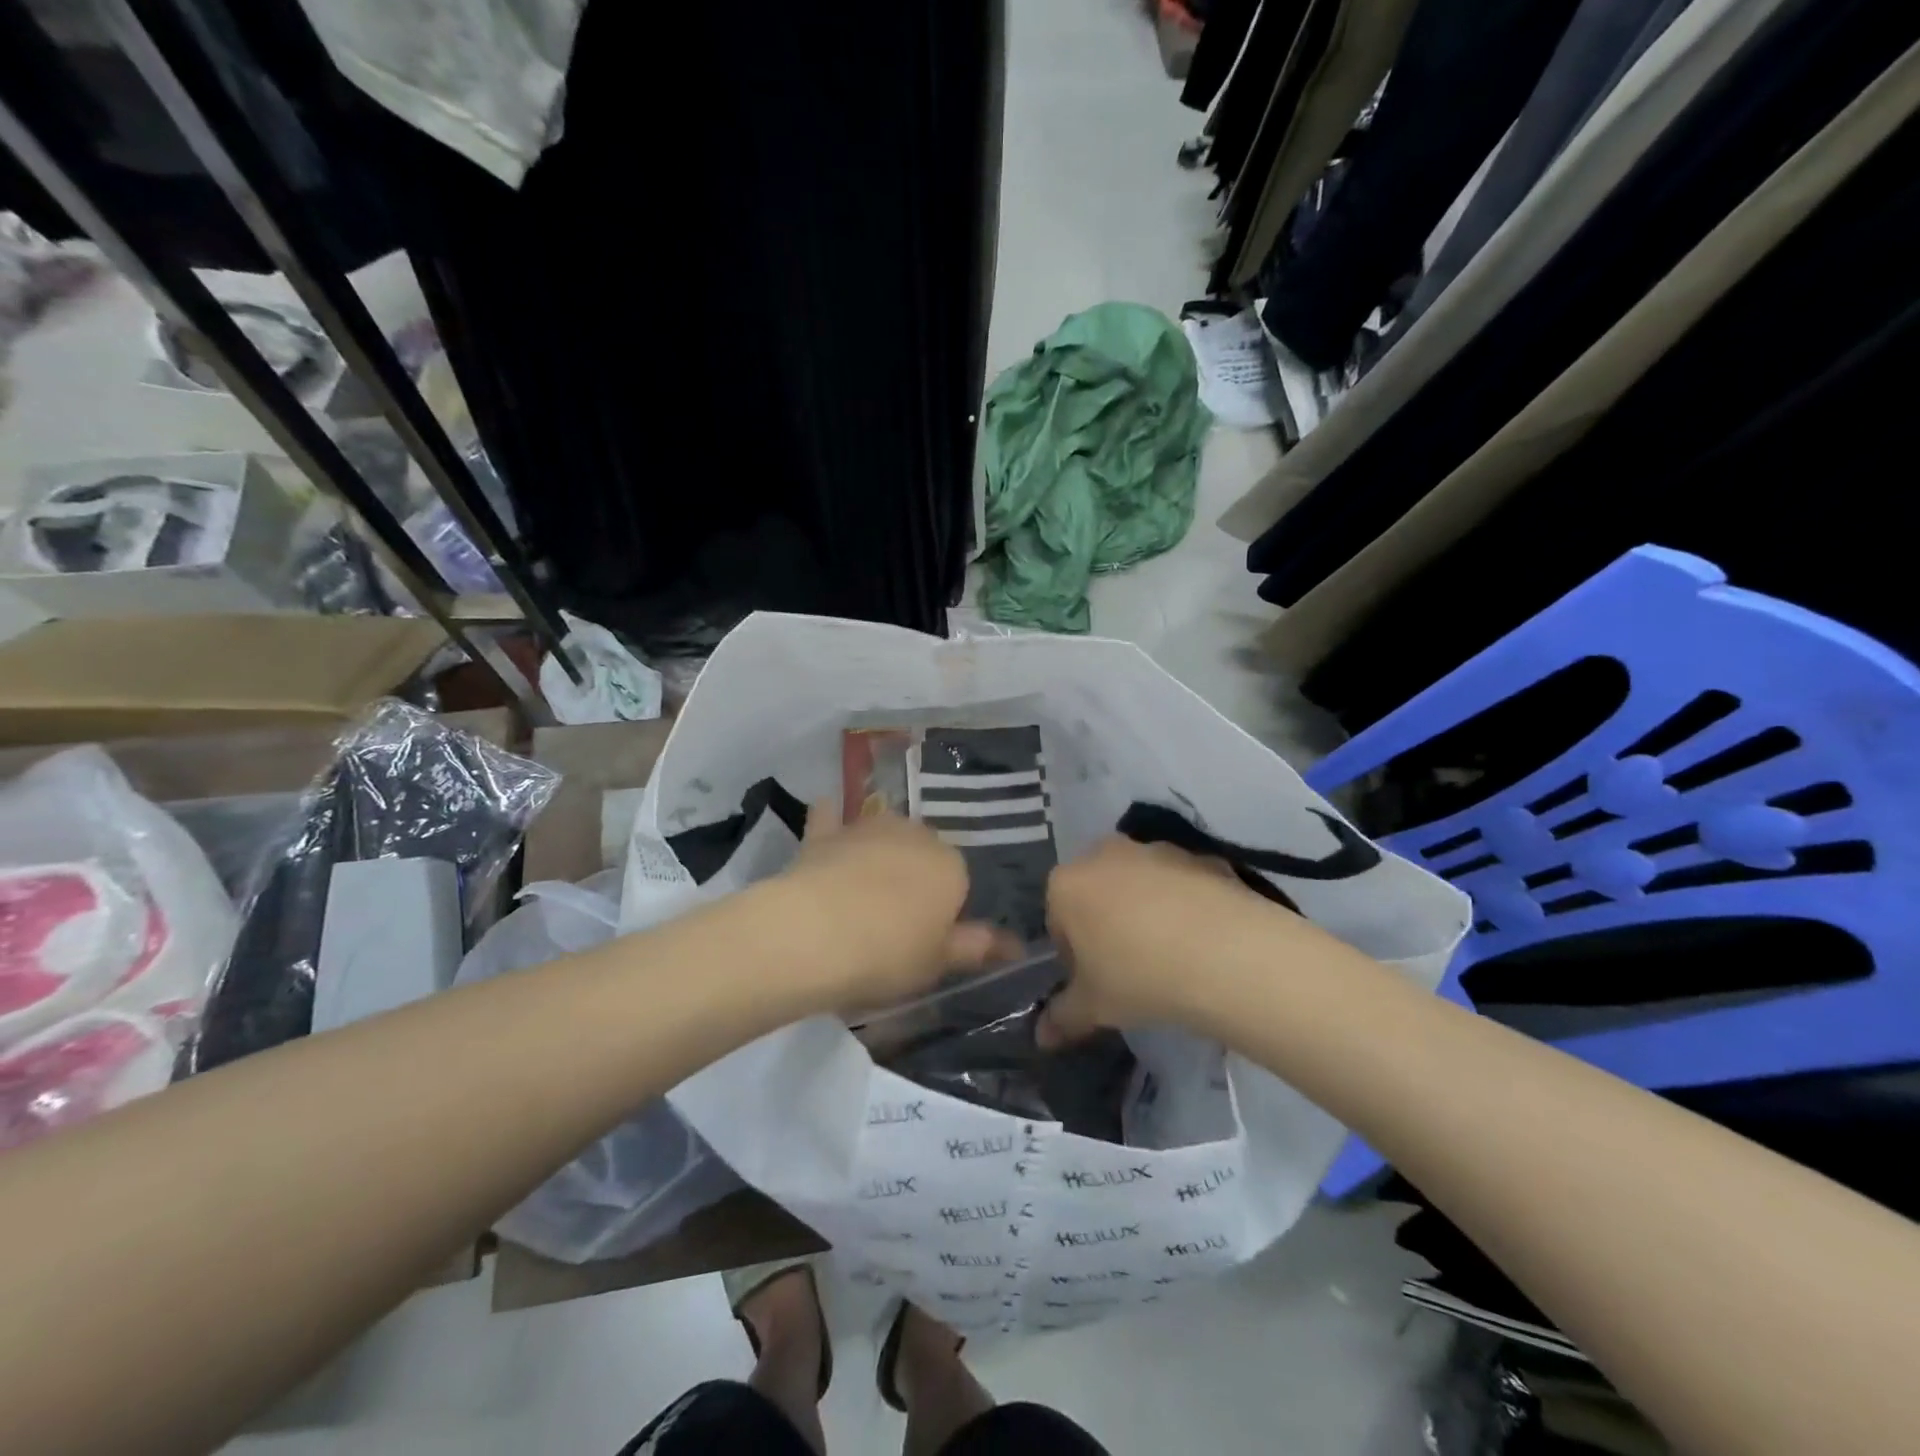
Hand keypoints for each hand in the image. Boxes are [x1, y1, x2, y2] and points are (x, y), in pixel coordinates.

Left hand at [770, 802, 1018, 1015]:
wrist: (812, 934)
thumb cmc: (887, 954)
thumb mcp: (938, 962)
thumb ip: (976, 947)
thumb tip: (1017, 945)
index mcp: (951, 866)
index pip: (959, 882)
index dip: (945, 911)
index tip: (928, 939)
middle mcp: (915, 835)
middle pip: (923, 853)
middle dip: (916, 877)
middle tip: (896, 920)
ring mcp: (868, 828)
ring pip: (884, 834)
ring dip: (881, 850)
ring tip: (865, 888)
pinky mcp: (825, 832)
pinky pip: (832, 817)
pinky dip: (832, 817)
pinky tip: (828, 816)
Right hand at [1039, 835, 1331, 1043]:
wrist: (1227, 954)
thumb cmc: (1140, 976)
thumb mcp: (1095, 1007)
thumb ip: (1062, 1018)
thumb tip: (1042, 1036)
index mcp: (1067, 884)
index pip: (1057, 921)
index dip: (1075, 955)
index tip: (1098, 981)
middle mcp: (1104, 854)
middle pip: (1097, 893)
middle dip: (1107, 923)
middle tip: (1131, 967)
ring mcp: (1155, 849)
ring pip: (1139, 883)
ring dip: (1146, 910)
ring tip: (1173, 955)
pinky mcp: (1199, 856)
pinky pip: (1181, 884)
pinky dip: (1185, 904)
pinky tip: (1204, 940)